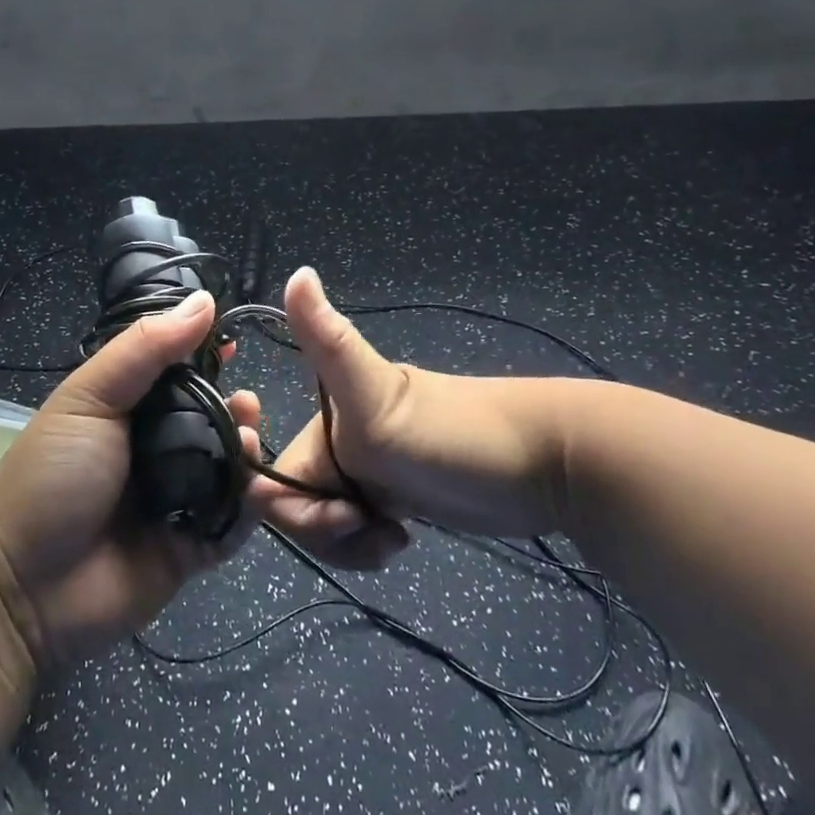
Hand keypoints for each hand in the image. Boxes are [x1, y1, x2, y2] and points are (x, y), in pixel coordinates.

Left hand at [0, 290, 259, 672]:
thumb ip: (146, 349)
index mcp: (130, 409)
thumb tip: (205, 301)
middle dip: (236, 407)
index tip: (236, 343)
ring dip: (247, 452)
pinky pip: (233, 523)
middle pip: (213, 419)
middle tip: (246, 406)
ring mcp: (176, 499)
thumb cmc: (52, 476)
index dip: (209, 356)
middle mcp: (157, 449)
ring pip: (230, 468)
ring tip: (245, 443)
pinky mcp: (192, 547)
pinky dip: (249, 508)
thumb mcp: (90, 397)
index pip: (180, 372)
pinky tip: (252, 491)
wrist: (22, 588)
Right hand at [246, 268, 567, 567]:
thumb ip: (329, 341)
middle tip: (368, 524)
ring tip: (393, 537)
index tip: (335, 513)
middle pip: (296, 504)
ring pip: (325, 521)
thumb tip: (298, 270)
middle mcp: (338, 442)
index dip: (287, 504)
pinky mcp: (394, 496)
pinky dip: (367, 543)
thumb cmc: (452, 432)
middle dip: (324, 529)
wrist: (541, 462)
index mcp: (324, 420)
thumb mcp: (377, 395)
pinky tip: (401, 538)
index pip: (272, 475)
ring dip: (348, 543)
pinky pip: (356, 529)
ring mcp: (367, 471)